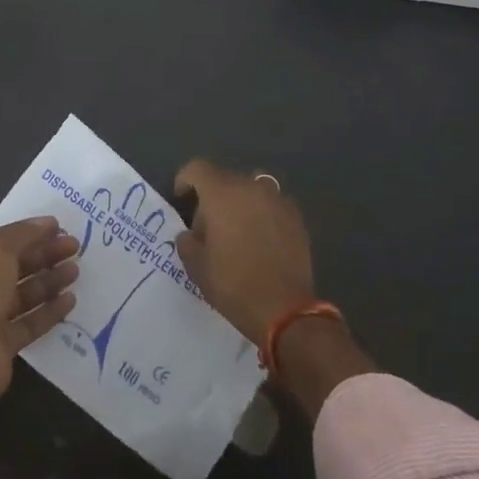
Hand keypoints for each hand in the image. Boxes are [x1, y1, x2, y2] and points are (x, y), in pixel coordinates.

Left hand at [0, 216, 79, 416]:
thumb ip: (23, 235)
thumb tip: (46, 223)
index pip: (5, 241)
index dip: (31, 232)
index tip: (60, 227)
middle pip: (18, 266)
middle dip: (45, 254)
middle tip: (75, 246)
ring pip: (27, 294)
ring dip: (51, 281)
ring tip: (76, 271)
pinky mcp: (6, 344)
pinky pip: (32, 322)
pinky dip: (51, 311)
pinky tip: (71, 301)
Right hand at [173, 160, 316, 345]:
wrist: (285, 310)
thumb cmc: (233, 285)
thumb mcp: (196, 266)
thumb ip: (187, 242)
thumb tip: (191, 234)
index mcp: (223, 194)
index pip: (198, 169)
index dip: (185, 179)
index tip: (181, 198)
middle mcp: (252, 188)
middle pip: (225, 179)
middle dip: (212, 197)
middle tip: (208, 228)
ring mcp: (278, 200)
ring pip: (252, 189)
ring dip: (240, 202)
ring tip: (237, 231)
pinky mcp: (297, 217)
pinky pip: (272, 205)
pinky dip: (262, 214)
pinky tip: (260, 240)